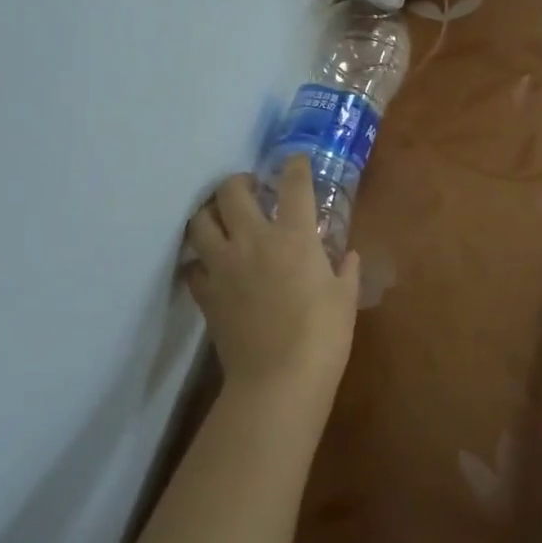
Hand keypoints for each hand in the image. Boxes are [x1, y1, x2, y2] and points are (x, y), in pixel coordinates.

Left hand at [187, 157, 358, 417]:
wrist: (279, 380)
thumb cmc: (323, 335)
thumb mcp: (345, 298)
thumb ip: (346, 269)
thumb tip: (348, 256)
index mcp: (293, 236)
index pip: (293, 184)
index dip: (294, 166)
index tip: (294, 162)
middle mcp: (253, 240)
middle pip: (231, 191)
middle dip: (239, 181)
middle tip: (250, 189)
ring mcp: (224, 265)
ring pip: (200, 222)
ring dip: (209, 213)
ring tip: (221, 218)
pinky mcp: (206, 293)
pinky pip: (192, 267)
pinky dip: (199, 262)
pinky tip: (211, 266)